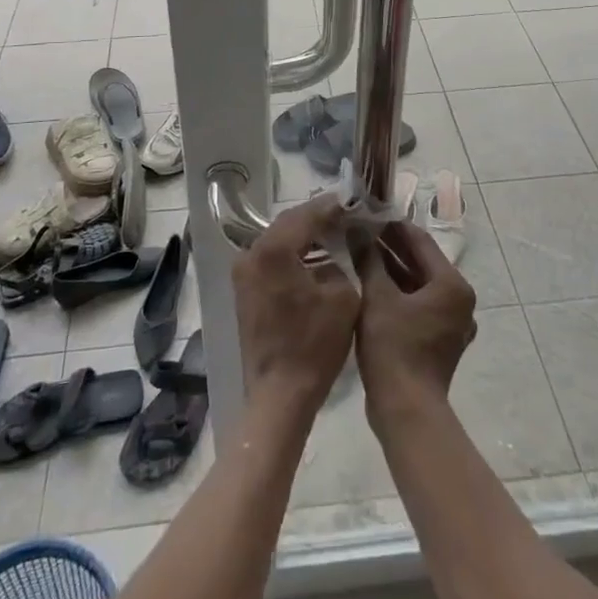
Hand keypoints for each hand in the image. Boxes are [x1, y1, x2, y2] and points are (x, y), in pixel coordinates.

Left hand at [230, 193, 359, 421]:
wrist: (279, 396)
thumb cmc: (314, 346)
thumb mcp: (343, 297)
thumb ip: (342, 261)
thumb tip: (340, 246)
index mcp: (273, 249)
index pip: (306, 215)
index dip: (332, 207)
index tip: (353, 201)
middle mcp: (251, 253)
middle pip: (289, 223)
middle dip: (317, 218)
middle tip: (345, 214)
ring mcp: (244, 272)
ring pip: (279, 240)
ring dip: (305, 236)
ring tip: (335, 233)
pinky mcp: (245, 290)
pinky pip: (272, 259)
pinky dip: (293, 254)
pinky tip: (316, 258)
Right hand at [353, 221, 476, 426]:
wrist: (406, 412)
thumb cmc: (394, 348)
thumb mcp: (377, 297)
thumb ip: (369, 259)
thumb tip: (357, 229)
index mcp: (452, 285)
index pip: (420, 241)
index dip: (392, 226)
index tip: (367, 214)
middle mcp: (459, 300)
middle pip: (421, 262)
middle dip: (390, 247)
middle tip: (360, 232)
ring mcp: (452, 322)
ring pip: (419, 284)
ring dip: (392, 269)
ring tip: (361, 253)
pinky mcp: (440, 340)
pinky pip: (419, 304)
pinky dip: (398, 293)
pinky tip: (372, 284)